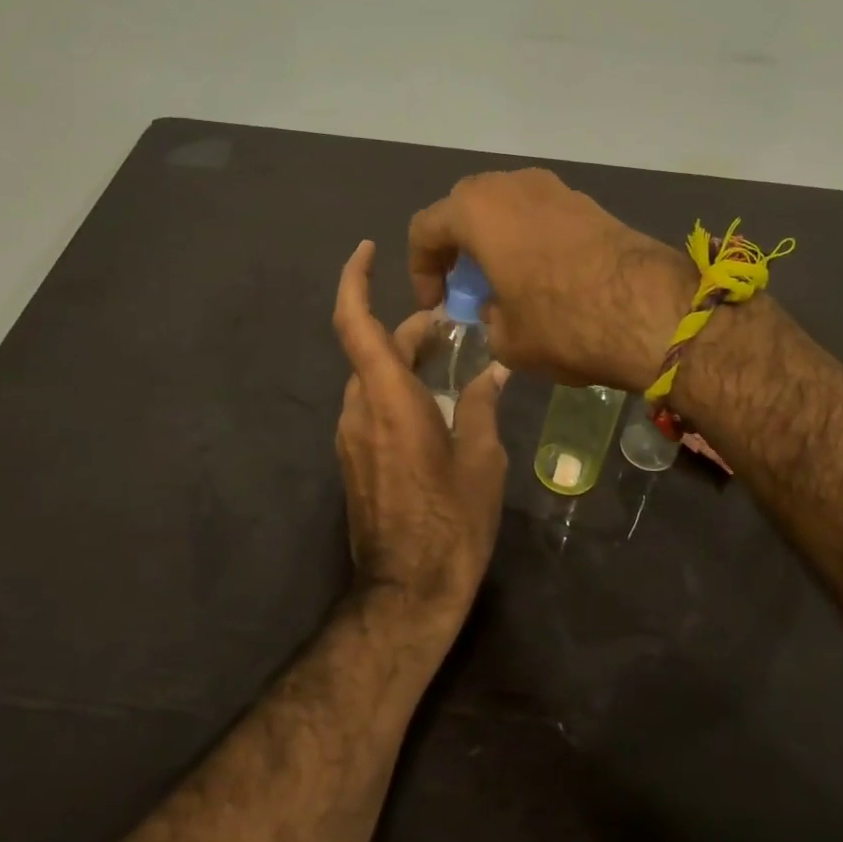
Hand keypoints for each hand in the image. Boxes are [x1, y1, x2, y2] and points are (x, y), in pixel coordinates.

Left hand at [333, 240, 509, 626]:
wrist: (407, 591)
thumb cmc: (452, 522)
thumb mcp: (481, 460)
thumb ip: (480, 406)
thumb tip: (491, 371)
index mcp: (388, 400)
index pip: (356, 323)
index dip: (355, 280)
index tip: (366, 249)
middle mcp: (359, 410)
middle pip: (373, 349)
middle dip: (408, 329)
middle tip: (451, 324)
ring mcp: (351, 437)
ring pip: (371, 378)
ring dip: (403, 360)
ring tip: (449, 360)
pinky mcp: (354, 460)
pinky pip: (372, 406)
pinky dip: (397, 389)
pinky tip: (436, 403)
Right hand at [408, 169, 693, 392]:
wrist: (651, 310)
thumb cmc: (562, 322)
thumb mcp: (507, 339)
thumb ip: (488, 319)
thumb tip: (498, 310)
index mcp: (477, 210)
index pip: (425, 228)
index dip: (420, 269)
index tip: (438, 305)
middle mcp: (511, 186)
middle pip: (466, 208)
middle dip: (457, 247)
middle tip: (466, 287)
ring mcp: (554, 188)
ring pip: (507, 207)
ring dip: (496, 240)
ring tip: (506, 282)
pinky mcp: (588, 202)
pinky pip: (541, 214)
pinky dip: (530, 239)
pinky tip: (544, 277)